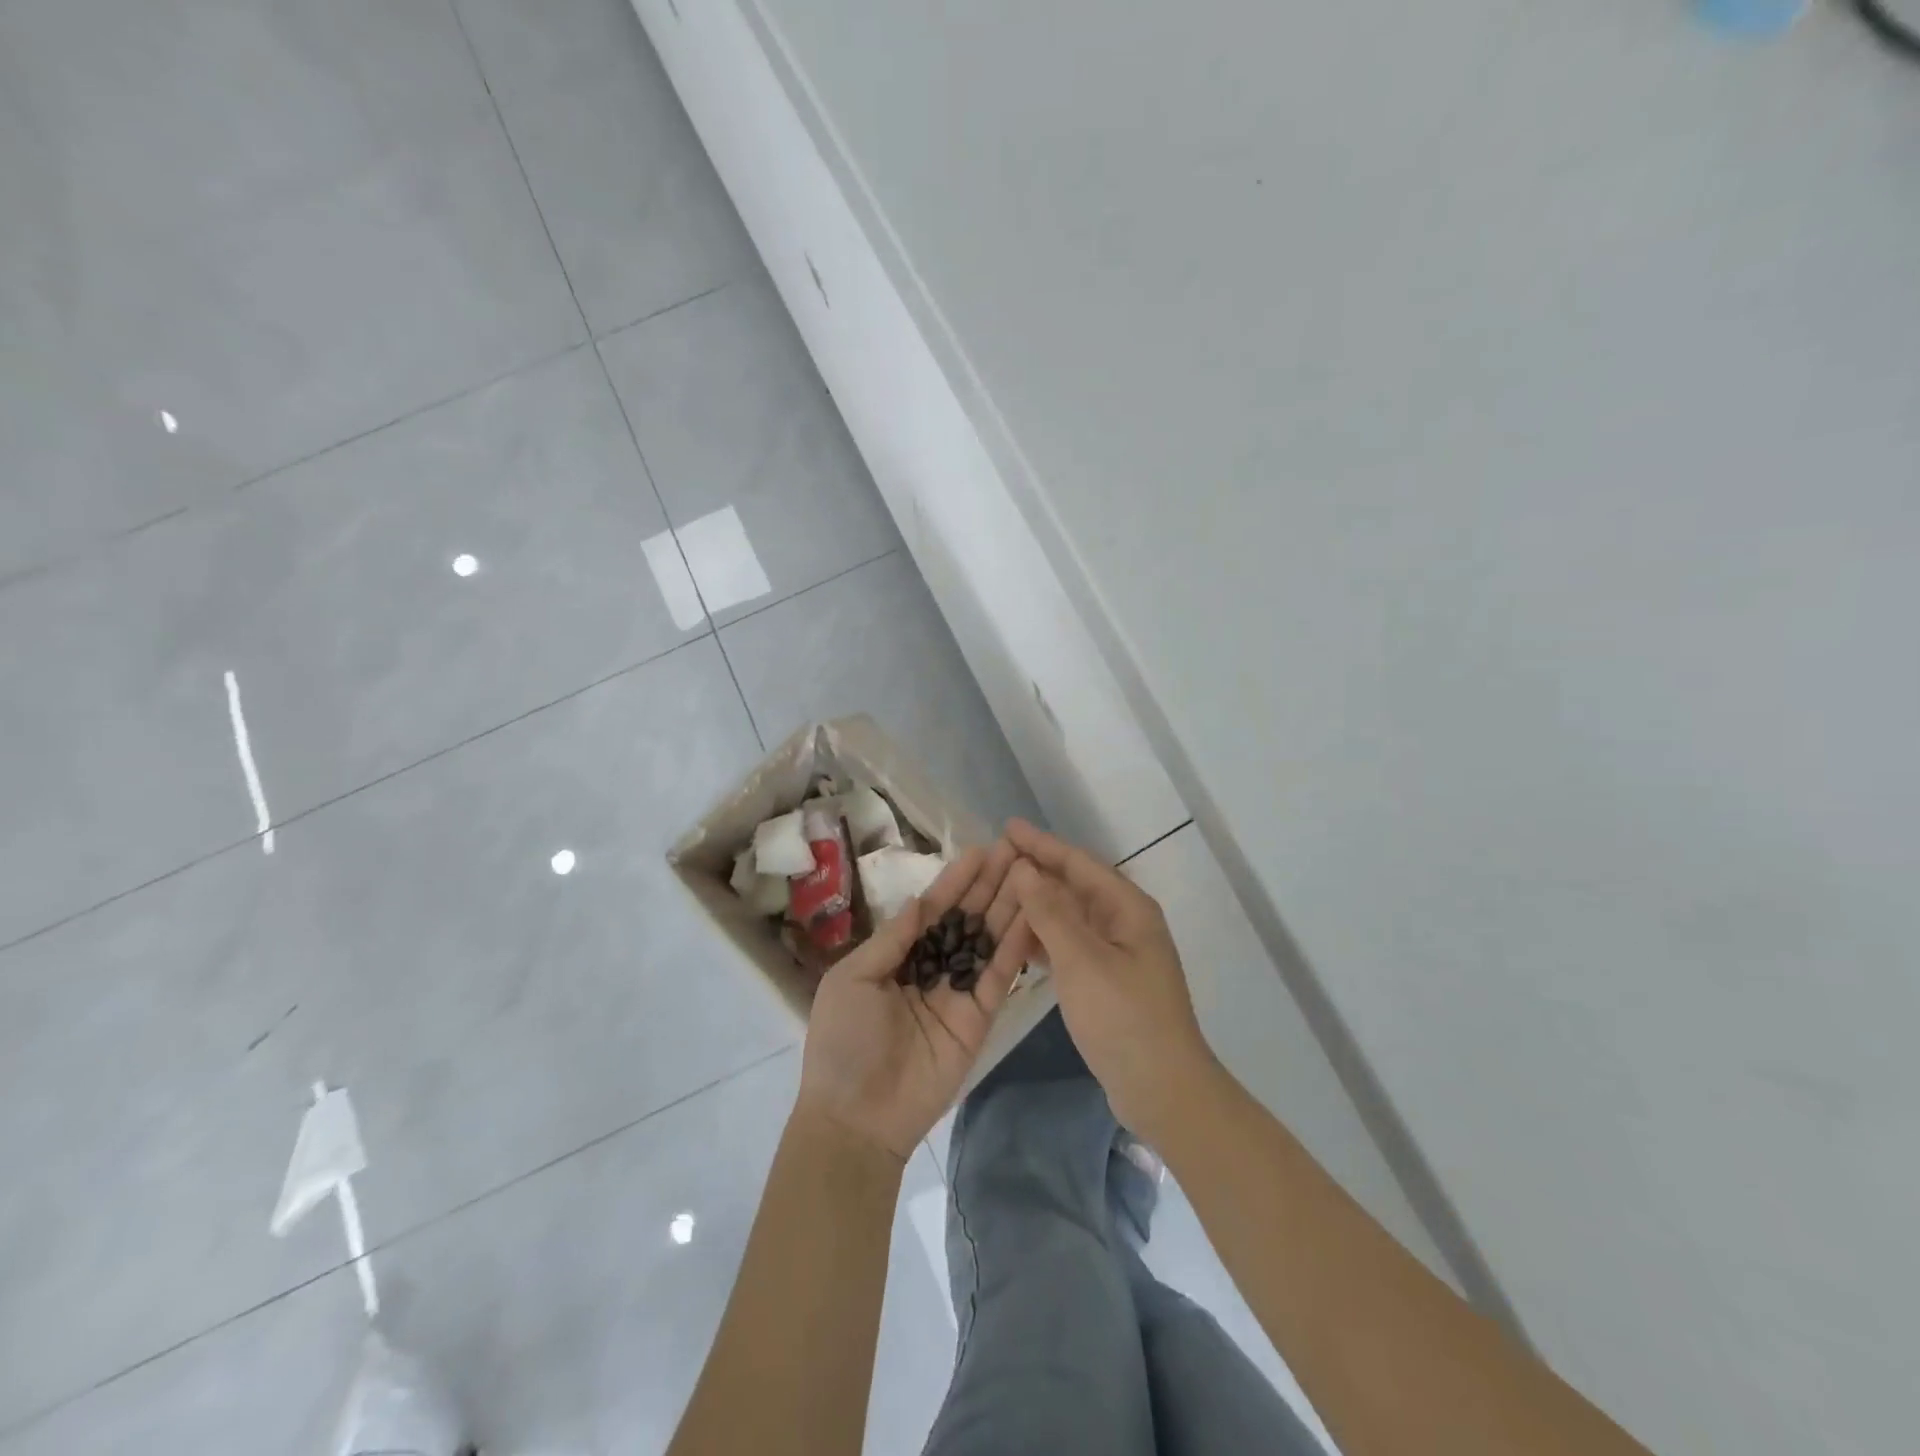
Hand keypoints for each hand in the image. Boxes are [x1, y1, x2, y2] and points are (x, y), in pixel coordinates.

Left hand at [797, 843, 1035, 1160]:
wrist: (856, 1117)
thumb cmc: (843, 1041)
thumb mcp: (853, 978)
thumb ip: (893, 938)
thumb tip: (921, 900)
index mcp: (898, 955)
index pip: (933, 909)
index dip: (956, 881)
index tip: (982, 850)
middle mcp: (931, 967)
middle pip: (966, 919)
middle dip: (990, 885)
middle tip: (1017, 851)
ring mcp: (958, 992)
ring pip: (987, 941)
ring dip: (1008, 907)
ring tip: (1031, 873)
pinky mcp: (979, 1017)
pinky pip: (998, 976)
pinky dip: (1016, 946)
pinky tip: (1033, 915)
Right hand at [1005, 819, 1214, 1141]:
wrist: (1162, 1090)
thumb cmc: (1124, 1017)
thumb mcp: (1082, 960)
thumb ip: (1051, 912)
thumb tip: (1025, 868)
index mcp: (1128, 908)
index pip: (1078, 863)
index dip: (1042, 844)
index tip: (1007, 827)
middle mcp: (1125, 922)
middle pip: (1075, 885)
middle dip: (1038, 870)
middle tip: (996, 857)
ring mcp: (1118, 953)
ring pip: (1071, 916)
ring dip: (1038, 904)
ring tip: (999, 894)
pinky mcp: (1108, 980)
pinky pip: (1071, 945)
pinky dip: (1046, 938)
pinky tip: (1018, 940)